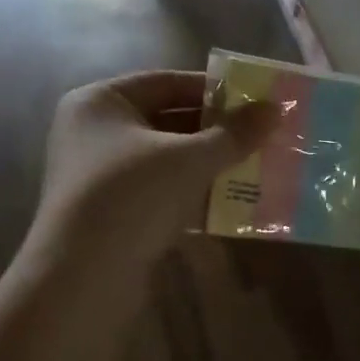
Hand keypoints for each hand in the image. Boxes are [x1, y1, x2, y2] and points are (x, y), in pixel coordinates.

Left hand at [30, 71, 273, 275]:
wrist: (83, 277)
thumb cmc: (131, 196)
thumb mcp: (189, 159)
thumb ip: (234, 133)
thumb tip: (276, 109)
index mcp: (101, 103)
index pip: (167, 83)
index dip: (214, 90)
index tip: (256, 101)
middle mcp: (96, 133)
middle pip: (168, 120)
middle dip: (217, 130)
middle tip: (262, 134)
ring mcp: (102, 175)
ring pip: (168, 159)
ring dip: (210, 163)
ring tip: (257, 165)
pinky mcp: (114, 212)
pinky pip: (162, 190)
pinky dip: (194, 192)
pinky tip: (232, 200)